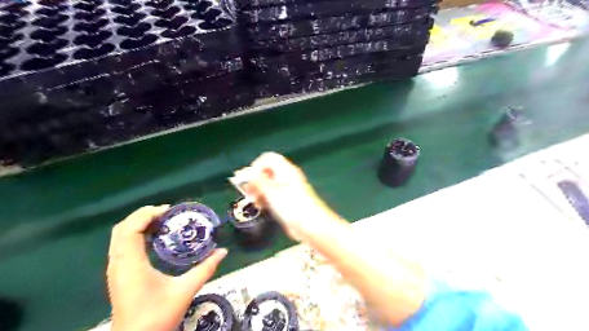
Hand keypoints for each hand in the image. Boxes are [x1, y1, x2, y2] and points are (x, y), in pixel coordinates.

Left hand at [107, 204, 225, 330]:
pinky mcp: (118, 274)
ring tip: (163, 222)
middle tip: (168, 214)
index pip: (130, 229)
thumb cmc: (158, 317)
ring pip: (119, 236)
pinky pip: (122, 245)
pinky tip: (155, 239)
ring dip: (139, 224)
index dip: (147, 214)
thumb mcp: (185, 290)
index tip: (169, 211)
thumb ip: (206, 269)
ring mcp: (115, 269)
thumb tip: (223, 251)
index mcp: (131, 265)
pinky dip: (136, 234)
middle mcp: (118, 263)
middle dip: (143, 215)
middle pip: (122, 228)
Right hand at [240, 151, 340, 241]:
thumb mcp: (272, 193)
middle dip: (255, 180)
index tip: (248, 179)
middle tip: (248, 192)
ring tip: (254, 201)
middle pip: (267, 171)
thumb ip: (258, 181)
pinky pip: (272, 195)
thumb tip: (244, 172)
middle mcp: (287, 177)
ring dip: (259, 190)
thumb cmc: (293, 207)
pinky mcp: (287, 201)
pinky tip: (260, 207)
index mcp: (286, 170)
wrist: (312, 226)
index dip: (256, 166)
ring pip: (268, 184)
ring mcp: (288, 189)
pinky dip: (265, 198)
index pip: (268, 159)